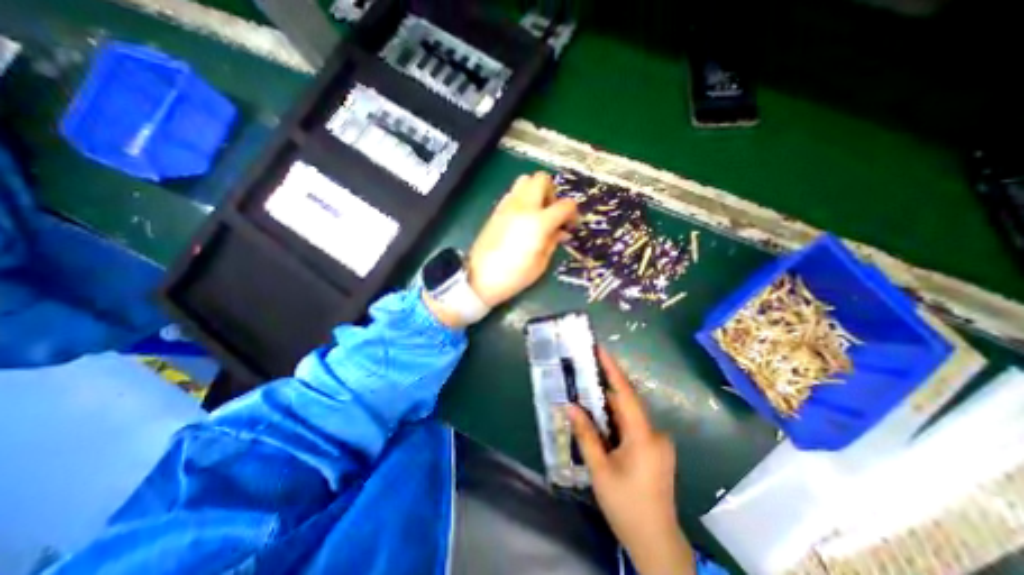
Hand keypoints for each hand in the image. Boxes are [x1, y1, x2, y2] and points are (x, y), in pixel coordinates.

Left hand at [465, 170, 574, 307]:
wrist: (480, 278)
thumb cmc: (514, 275)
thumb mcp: (541, 263)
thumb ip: (553, 241)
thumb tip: (561, 231)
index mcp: (539, 222)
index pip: (565, 205)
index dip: (573, 213)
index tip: (570, 225)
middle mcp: (523, 207)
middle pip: (542, 179)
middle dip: (552, 192)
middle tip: (551, 212)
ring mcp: (507, 206)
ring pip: (525, 180)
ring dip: (535, 191)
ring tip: (536, 212)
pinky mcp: (496, 210)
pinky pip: (513, 193)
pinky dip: (522, 197)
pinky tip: (522, 217)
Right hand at [568, 346, 696, 573]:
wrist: (657, 543)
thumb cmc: (626, 505)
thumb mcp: (600, 470)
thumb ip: (586, 435)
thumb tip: (570, 406)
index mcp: (644, 436)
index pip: (626, 393)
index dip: (612, 369)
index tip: (600, 349)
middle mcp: (655, 433)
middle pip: (626, 403)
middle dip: (603, 390)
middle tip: (581, 376)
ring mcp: (657, 441)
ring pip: (628, 415)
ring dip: (607, 407)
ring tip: (585, 398)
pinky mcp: (655, 449)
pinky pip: (632, 425)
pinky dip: (614, 420)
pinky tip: (599, 423)